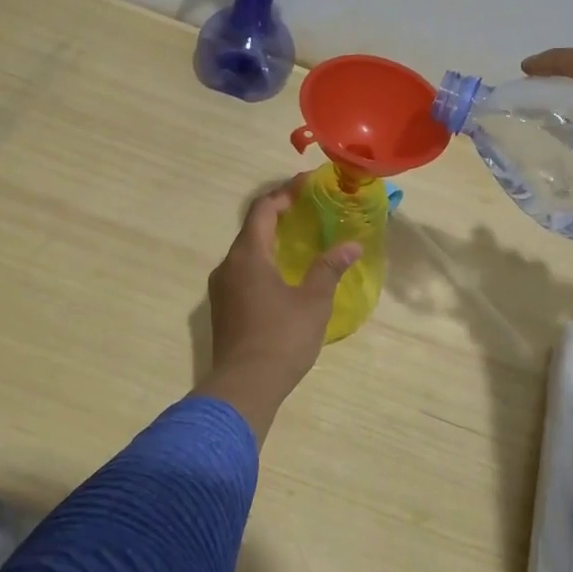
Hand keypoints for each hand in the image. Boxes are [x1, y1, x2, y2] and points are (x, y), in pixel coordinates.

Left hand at [199, 176, 361, 434]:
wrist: (243, 387)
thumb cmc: (281, 338)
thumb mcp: (313, 302)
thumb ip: (329, 268)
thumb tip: (351, 246)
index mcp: (248, 255)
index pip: (263, 209)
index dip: (284, 193)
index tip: (307, 184)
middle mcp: (228, 266)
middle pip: (251, 229)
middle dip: (278, 214)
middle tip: (307, 209)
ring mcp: (221, 289)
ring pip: (246, 252)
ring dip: (270, 240)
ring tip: (298, 239)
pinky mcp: (223, 309)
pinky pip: (243, 272)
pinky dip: (263, 262)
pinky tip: (283, 275)